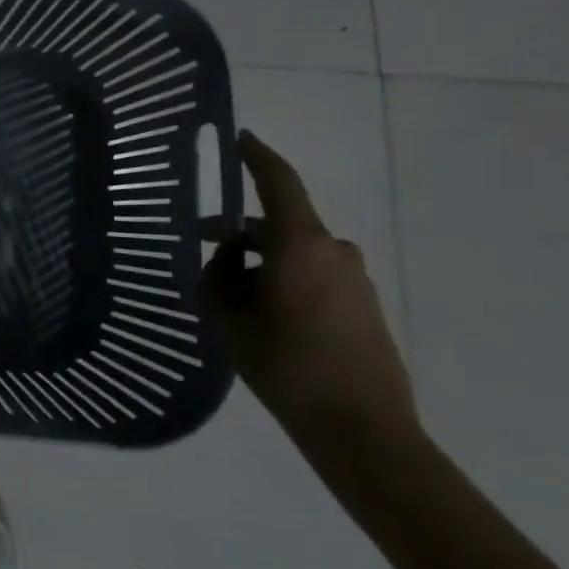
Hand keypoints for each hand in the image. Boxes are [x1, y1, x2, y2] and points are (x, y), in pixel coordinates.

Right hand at [203, 131, 417, 450]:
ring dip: (263, 260)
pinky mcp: (364, 305)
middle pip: (279, 223)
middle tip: (204, 247)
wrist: (362, 430)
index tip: (240, 138)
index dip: (256, 156)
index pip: (277, 182)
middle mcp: (334, 250)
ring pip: (295, 252)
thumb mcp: (231, 318)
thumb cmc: (286, 365)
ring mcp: (354, 278)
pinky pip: (315, 275)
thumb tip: (228, 256)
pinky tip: (265, 314)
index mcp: (301, 244)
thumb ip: (220, 276)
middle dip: (241, 231)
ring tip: (231, 293)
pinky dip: (286, 279)